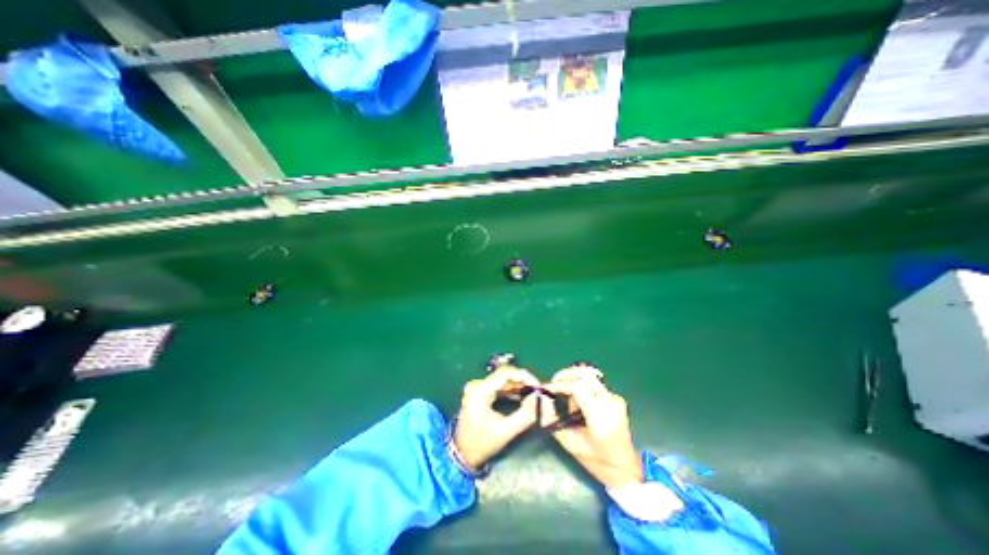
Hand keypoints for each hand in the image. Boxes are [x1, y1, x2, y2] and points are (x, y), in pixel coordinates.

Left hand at [454, 367, 539, 469]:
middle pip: (505, 375)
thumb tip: (540, 398)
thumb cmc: (481, 444)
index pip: (505, 373)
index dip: (524, 376)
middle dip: (523, 381)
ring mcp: (478, 388)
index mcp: (480, 390)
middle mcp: (478, 384)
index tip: (538, 385)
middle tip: (539, 390)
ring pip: (503, 380)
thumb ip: (525, 415)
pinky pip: (499, 386)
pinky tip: (522, 397)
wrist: (461, 455)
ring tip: (534, 393)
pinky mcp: (480, 393)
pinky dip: (511, 390)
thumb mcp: (505, 431)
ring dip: (519, 385)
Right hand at [539, 367, 642, 486]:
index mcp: (600, 416)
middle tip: (553, 383)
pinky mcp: (616, 398)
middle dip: (565, 375)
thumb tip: (541, 400)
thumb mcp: (570, 443)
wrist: (625, 469)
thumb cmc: (596, 461)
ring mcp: (615, 398)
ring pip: (589, 376)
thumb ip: (553, 420)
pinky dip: (582, 386)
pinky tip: (578, 401)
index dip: (559, 384)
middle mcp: (610, 402)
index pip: (577, 388)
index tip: (546, 387)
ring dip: (574, 380)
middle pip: (585, 375)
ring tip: (567, 396)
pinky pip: (594, 384)